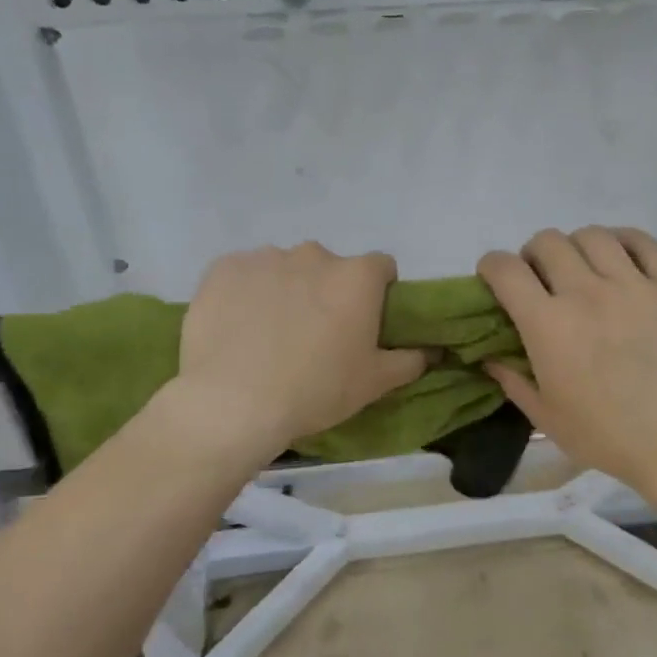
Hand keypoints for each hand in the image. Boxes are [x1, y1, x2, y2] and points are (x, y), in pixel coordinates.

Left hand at [174, 243, 427, 460]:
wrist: (233, 402)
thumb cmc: (316, 390)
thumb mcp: (374, 383)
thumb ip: (410, 360)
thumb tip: (432, 350)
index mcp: (357, 277)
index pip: (381, 267)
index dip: (377, 292)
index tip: (364, 321)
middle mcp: (314, 255)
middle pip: (329, 267)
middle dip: (327, 292)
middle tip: (315, 334)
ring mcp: (266, 257)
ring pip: (285, 269)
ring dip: (286, 290)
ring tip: (270, 334)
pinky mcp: (224, 267)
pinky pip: (244, 274)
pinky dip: (245, 293)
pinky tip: (237, 327)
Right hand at [477, 227, 656, 500]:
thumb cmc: (607, 436)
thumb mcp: (545, 417)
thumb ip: (512, 379)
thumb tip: (488, 355)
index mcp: (548, 325)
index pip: (505, 269)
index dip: (491, 267)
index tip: (494, 280)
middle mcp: (587, 293)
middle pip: (547, 242)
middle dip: (532, 256)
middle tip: (540, 281)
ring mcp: (633, 285)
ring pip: (592, 235)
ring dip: (576, 248)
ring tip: (582, 270)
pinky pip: (643, 241)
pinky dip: (623, 241)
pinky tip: (619, 260)